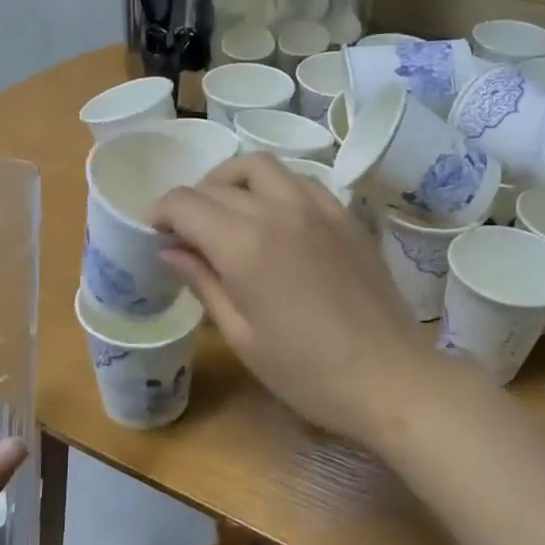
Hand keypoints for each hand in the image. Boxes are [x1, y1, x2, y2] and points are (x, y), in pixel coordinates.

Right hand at [150, 154, 440, 446]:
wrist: (388, 377)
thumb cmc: (305, 372)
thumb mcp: (242, 335)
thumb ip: (204, 282)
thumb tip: (170, 250)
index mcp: (244, 244)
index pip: (185, 203)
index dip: (161, 213)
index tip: (157, 234)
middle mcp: (278, 210)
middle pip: (218, 183)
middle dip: (192, 202)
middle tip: (188, 235)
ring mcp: (318, 207)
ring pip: (261, 167)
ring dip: (232, 182)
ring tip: (227, 214)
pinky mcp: (346, 216)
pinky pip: (300, 181)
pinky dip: (274, 187)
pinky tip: (274, 219)